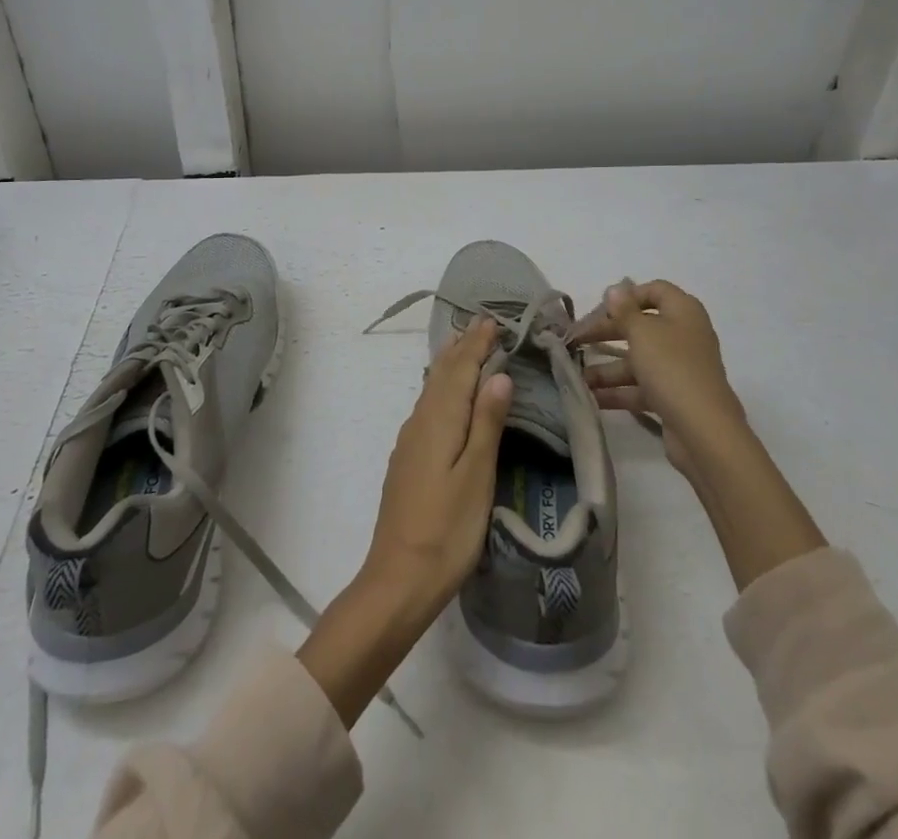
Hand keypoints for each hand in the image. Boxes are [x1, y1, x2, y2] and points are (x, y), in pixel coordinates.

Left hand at [298, 318, 512, 727]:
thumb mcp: (476, 476)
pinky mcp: (408, 460)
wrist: (398, 578)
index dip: (476, 344)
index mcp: (438, 420)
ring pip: (431, 388)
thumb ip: (486, 423)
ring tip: (462, 345)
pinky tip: (443, 394)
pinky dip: (440, 387)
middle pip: (441, 373)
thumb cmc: (447, 529)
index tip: (492, 319)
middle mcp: (420, 422)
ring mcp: (410, 441)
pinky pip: (427, 405)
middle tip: (480, 322)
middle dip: (461, 346)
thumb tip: (499, 375)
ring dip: (449, 364)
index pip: (460, 370)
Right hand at [577, 279, 746, 481]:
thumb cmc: (671, 367)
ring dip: (607, 368)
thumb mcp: (642, 332)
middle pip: (641, 326)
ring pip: (638, 360)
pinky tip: (591, 397)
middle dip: (607, 333)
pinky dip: (618, 391)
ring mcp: (679, 368)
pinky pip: (641, 387)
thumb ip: (624, 310)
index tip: (601, 308)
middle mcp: (684, 336)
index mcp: (683, 312)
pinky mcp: (674, 397)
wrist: (703, 430)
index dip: (628, 296)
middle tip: (577, 339)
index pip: (656, 290)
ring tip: (578, 377)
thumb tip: (615, 289)